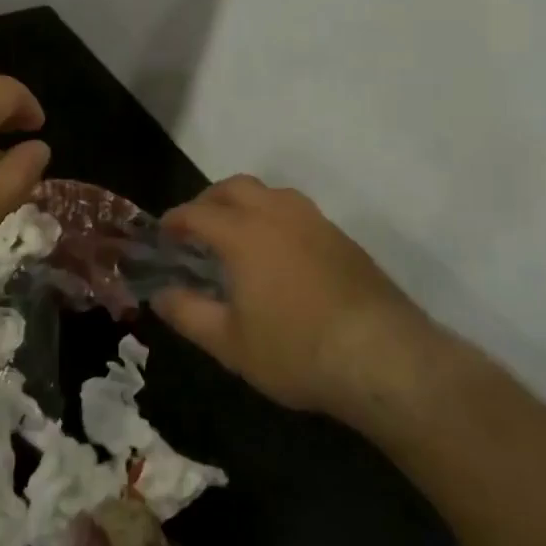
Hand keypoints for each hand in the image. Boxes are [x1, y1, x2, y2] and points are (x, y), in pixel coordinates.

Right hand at [154, 176, 435, 420]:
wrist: (385, 358)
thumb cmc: (296, 351)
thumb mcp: (230, 343)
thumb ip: (188, 314)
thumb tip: (160, 295)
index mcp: (244, 233)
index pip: (197, 213)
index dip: (175, 221)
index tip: (163, 235)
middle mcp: (278, 214)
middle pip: (235, 187)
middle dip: (208, 200)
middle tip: (196, 228)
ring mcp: (315, 222)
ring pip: (271, 193)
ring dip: (245, 204)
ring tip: (236, 236)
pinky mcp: (343, 238)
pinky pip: (297, 212)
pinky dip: (274, 218)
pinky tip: (278, 254)